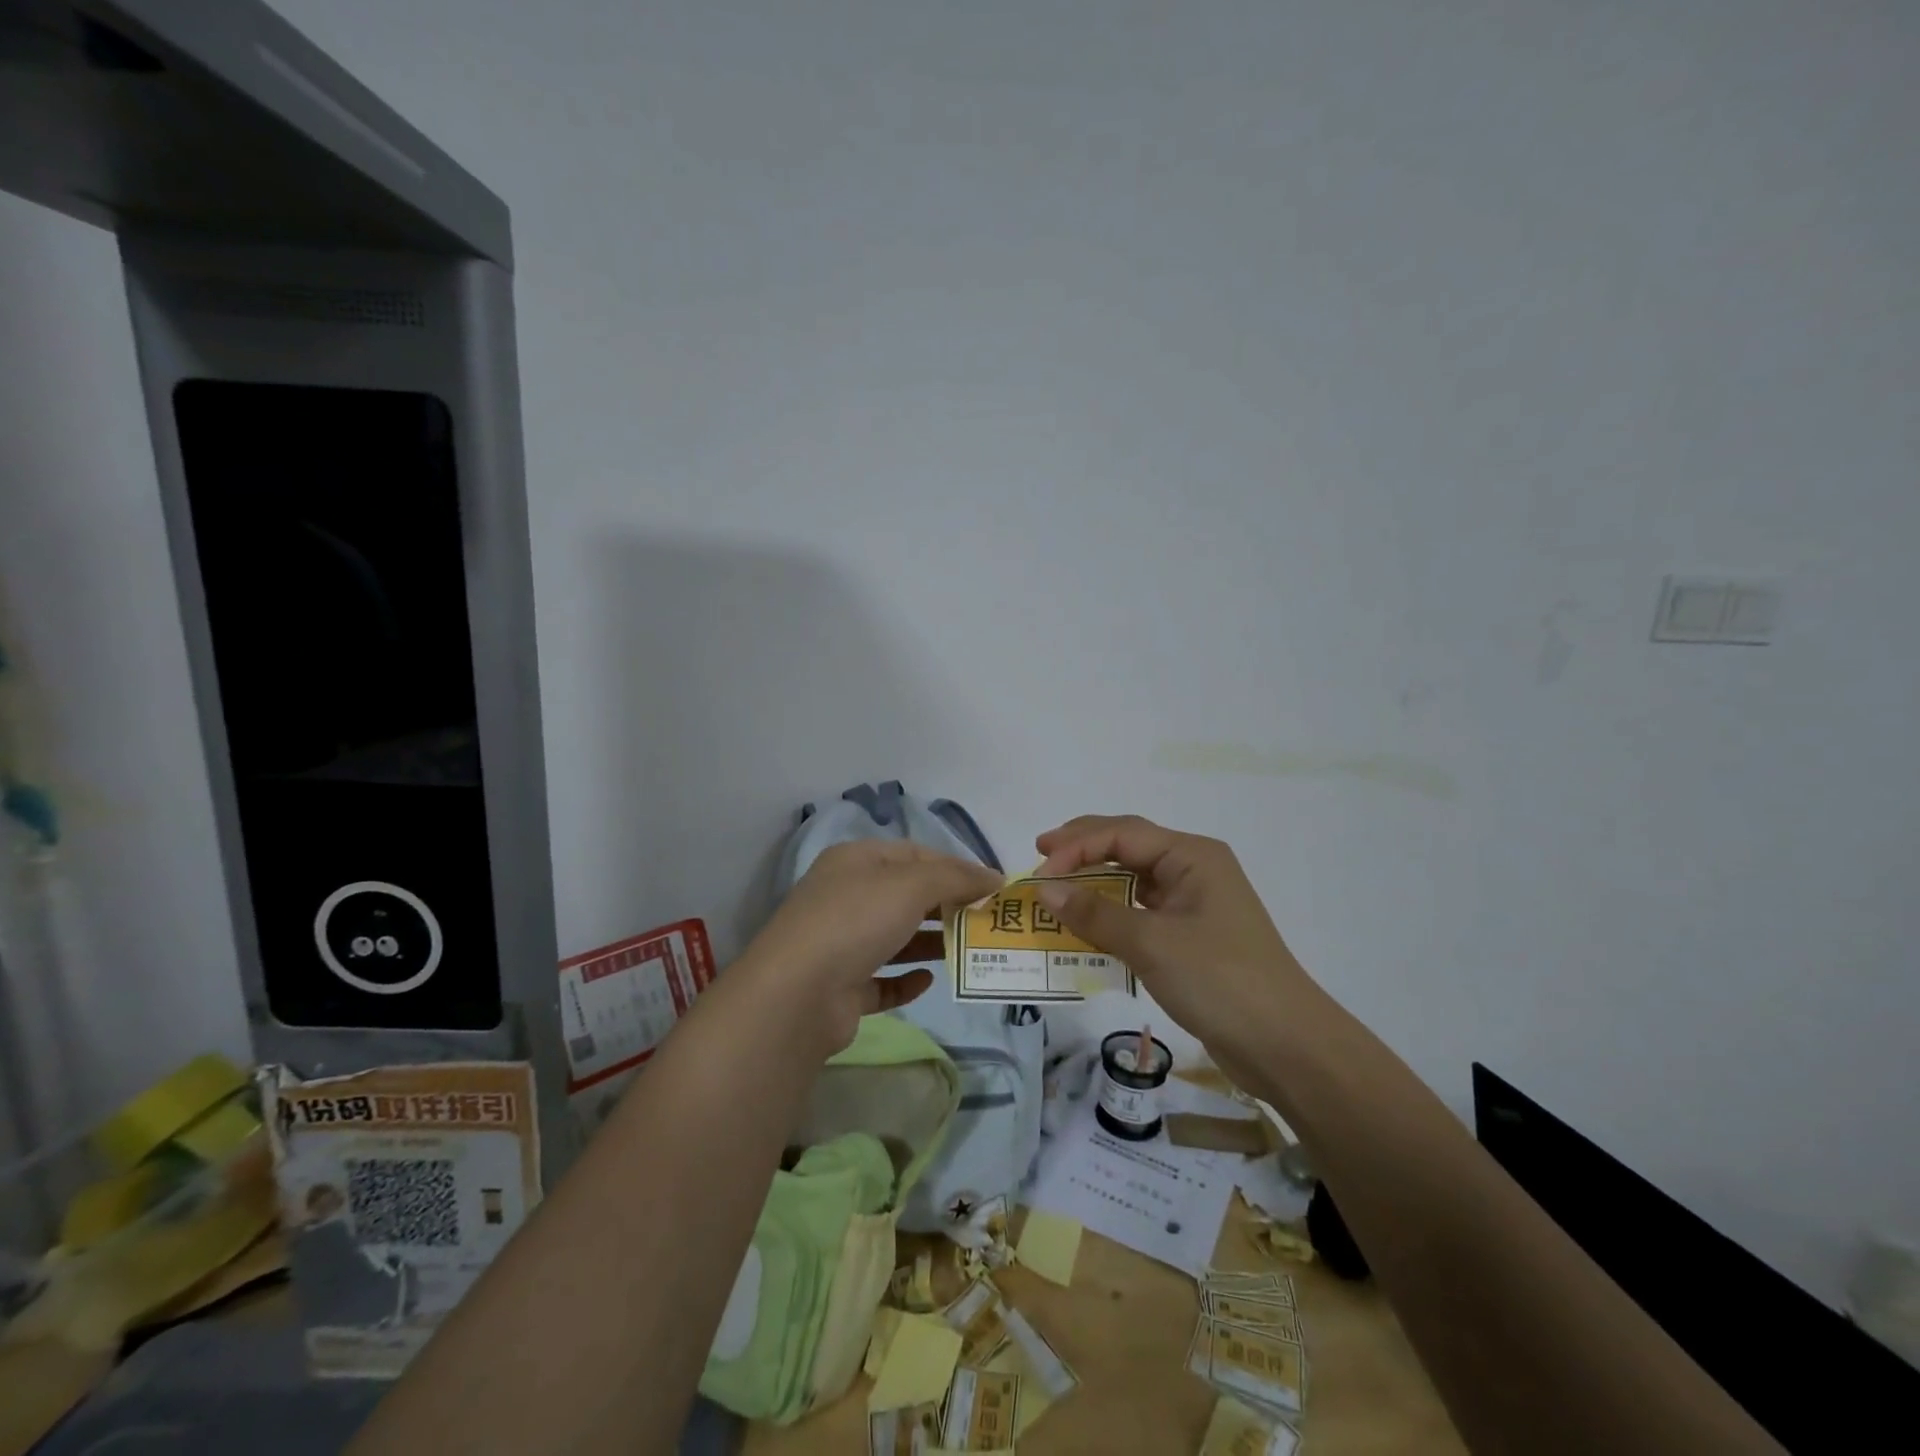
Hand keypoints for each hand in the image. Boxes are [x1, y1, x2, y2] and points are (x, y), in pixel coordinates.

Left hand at [738, 841, 1002, 1057]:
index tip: (992, 886)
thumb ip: (955, 877)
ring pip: (896, 937)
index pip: (915, 854)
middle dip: (947, 904)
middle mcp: (846, 896)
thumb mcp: (911, 885)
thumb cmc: (856, 921)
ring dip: (931, 941)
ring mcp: (840, 943)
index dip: (955, 866)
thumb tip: (993, 876)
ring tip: (969, 949)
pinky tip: (928, 980)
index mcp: (856, 861)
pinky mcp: (841, 987)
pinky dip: (906, 980)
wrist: (796, 995)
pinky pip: (881, 979)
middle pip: (906, 895)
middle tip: (986, 919)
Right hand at [1033, 815, 1312, 1072]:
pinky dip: (1110, 913)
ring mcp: (1194, 903)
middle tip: (1040, 856)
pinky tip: (1086, 924)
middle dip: (1083, 848)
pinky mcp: (1191, 935)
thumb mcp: (1151, 943)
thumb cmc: (1219, 980)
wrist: (1285, 1045)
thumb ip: (1095, 914)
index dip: (1076, 847)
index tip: (1039, 872)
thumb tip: (1044, 890)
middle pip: (1128, 845)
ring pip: (1133, 879)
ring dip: (1094, 882)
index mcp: (1192, 855)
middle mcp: (1193, 869)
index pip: (1122, 834)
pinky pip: (1140, 911)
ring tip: (1056, 886)